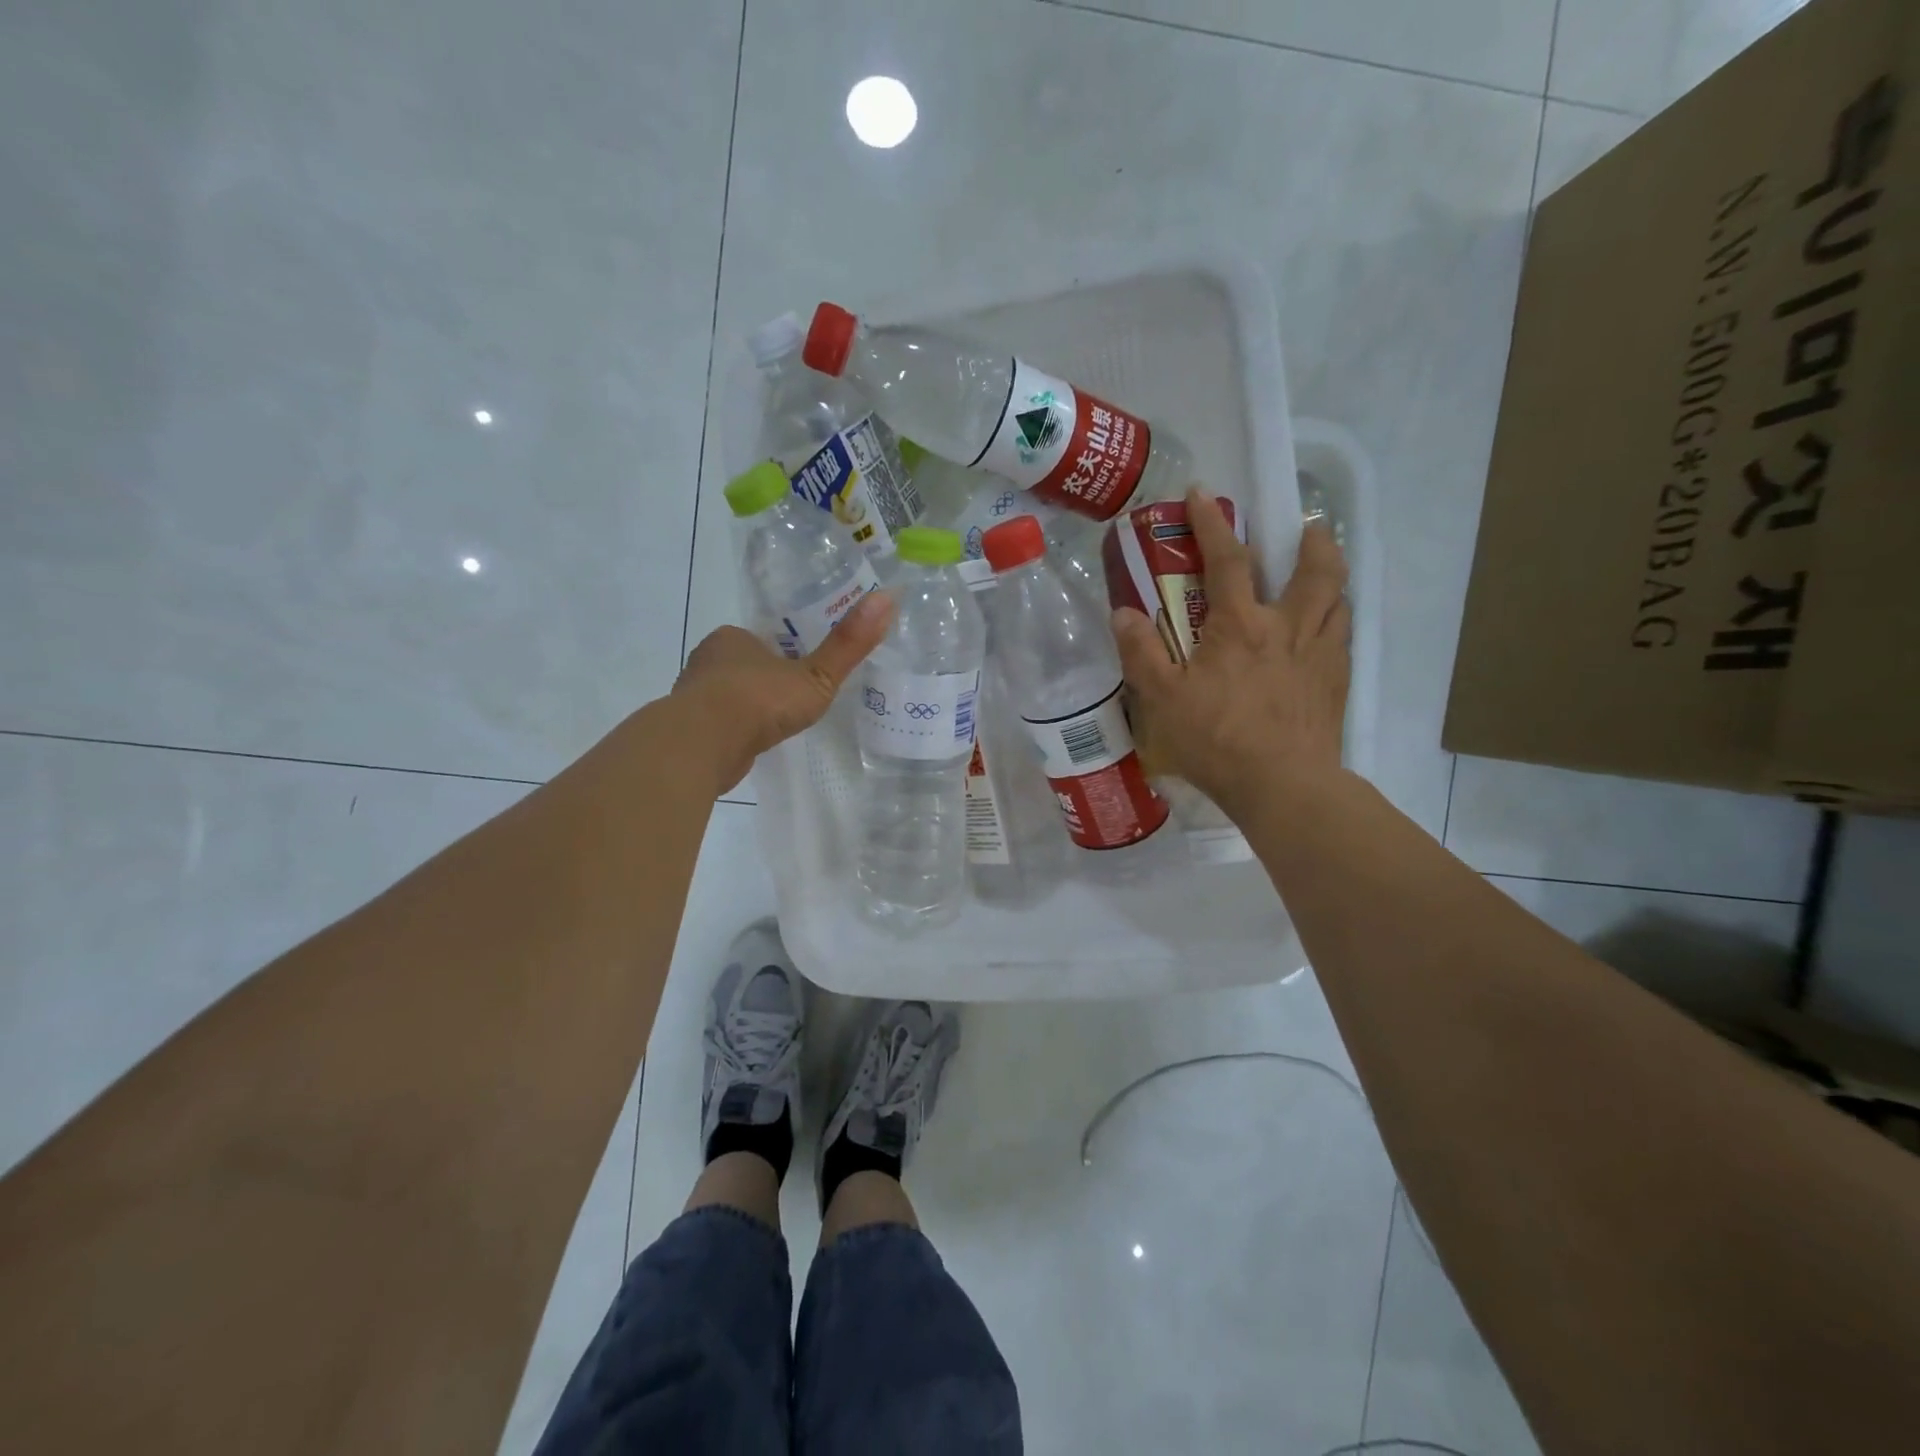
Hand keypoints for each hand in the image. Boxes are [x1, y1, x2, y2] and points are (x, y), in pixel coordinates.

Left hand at [673, 593, 894, 793]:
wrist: (703, 745)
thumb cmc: (760, 700)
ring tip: (778, 723)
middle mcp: (708, 661)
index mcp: (732, 638)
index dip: (784, 652)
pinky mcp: (690, 730)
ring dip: (749, 707)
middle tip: (796, 697)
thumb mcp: (816, 675)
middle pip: (744, 666)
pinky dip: (736, 731)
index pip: (762, 639)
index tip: (804, 669)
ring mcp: (695, 696)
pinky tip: (753, 743)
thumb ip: (849, 645)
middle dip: (766, 679)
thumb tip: (889, 597)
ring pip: (729, 695)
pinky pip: (720, 724)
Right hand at [1112, 488, 1349, 820]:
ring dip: (1332, 575)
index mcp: (1241, 625)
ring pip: (1338, 599)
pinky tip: (1325, 631)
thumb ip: (1141, 653)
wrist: (1282, 785)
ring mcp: (1320, 654)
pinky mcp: (1336, 682)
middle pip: (1315, 569)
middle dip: (1311, 540)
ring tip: (1321, 572)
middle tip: (1306, 527)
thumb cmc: (1216, 739)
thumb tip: (1123, 612)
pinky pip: (1343, 636)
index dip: (1213, 523)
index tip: (1203, 494)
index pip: (1229, 560)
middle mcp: (1288, 628)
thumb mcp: (1162, 698)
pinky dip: (1336, 619)